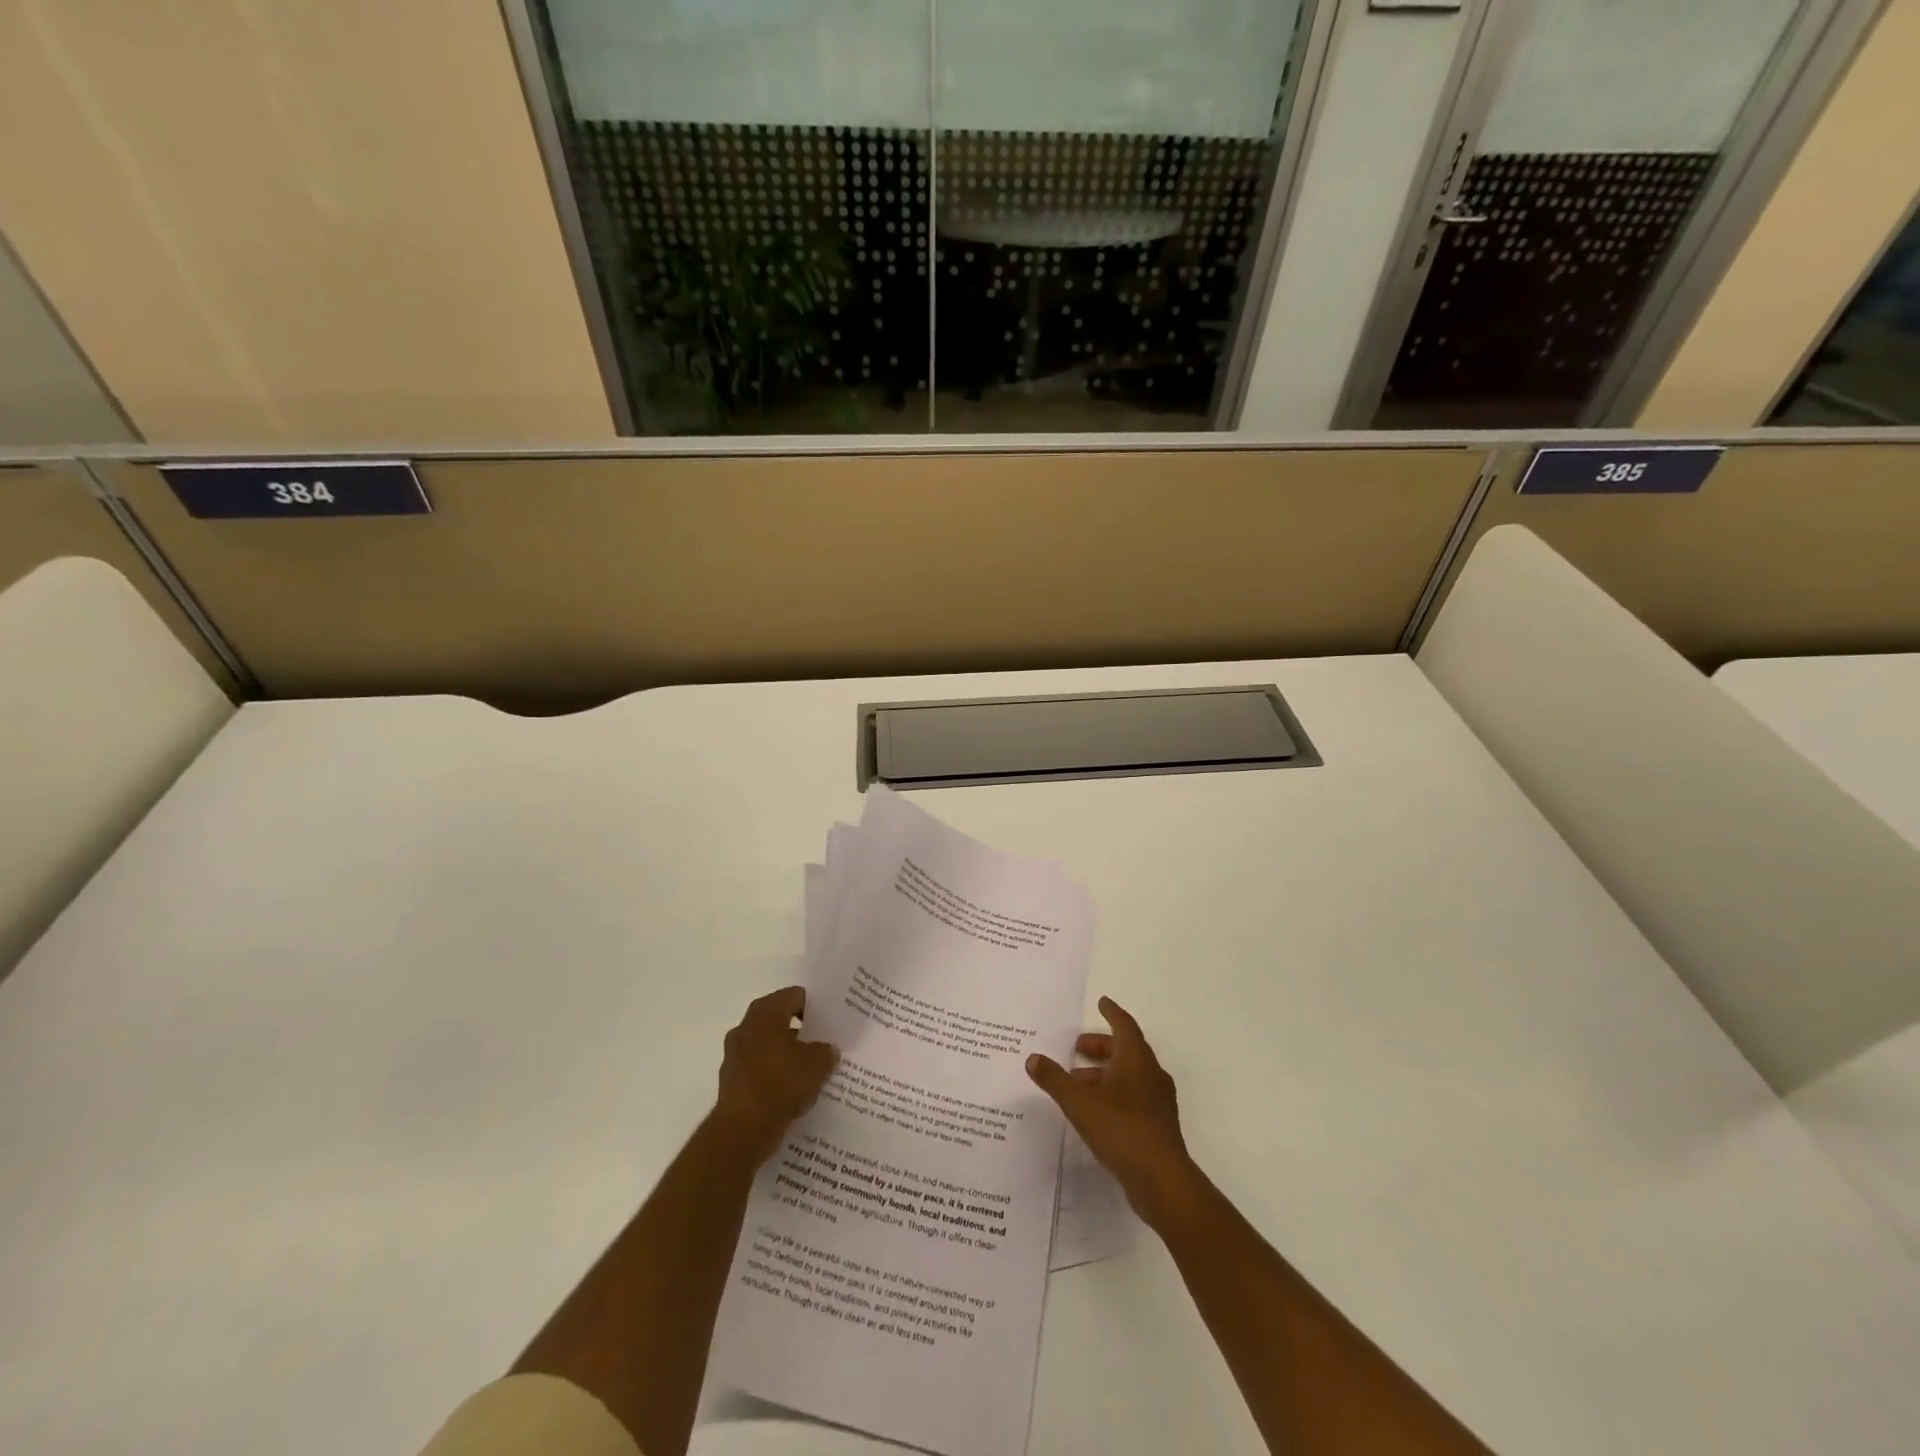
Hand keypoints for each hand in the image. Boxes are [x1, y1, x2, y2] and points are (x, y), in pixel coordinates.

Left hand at [712, 986, 838, 1166]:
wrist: (743, 1129)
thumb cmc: (781, 1082)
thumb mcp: (817, 1063)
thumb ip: (826, 1051)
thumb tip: (828, 1050)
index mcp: (765, 1012)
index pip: (794, 996)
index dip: (814, 1007)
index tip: (829, 1021)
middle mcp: (746, 1027)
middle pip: (779, 1020)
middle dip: (800, 1031)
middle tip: (823, 1042)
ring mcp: (735, 1054)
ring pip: (768, 1046)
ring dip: (786, 1054)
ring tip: (811, 1069)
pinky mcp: (732, 1081)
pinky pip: (760, 1070)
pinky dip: (774, 1076)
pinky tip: (793, 1090)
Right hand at [1027, 996, 1195, 1227]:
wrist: (1162, 1181)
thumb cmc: (1122, 1129)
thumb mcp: (1080, 1103)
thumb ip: (1055, 1080)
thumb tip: (1033, 1058)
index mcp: (1136, 1060)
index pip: (1124, 1026)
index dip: (1112, 1013)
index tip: (1102, 1002)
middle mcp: (1151, 1075)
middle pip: (1125, 1050)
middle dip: (1100, 1046)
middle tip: (1076, 1049)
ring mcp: (1157, 1102)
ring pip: (1129, 1076)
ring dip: (1104, 1073)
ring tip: (1076, 1083)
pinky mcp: (1157, 1126)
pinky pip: (1133, 1097)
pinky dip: (1113, 1093)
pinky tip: (1094, 1110)